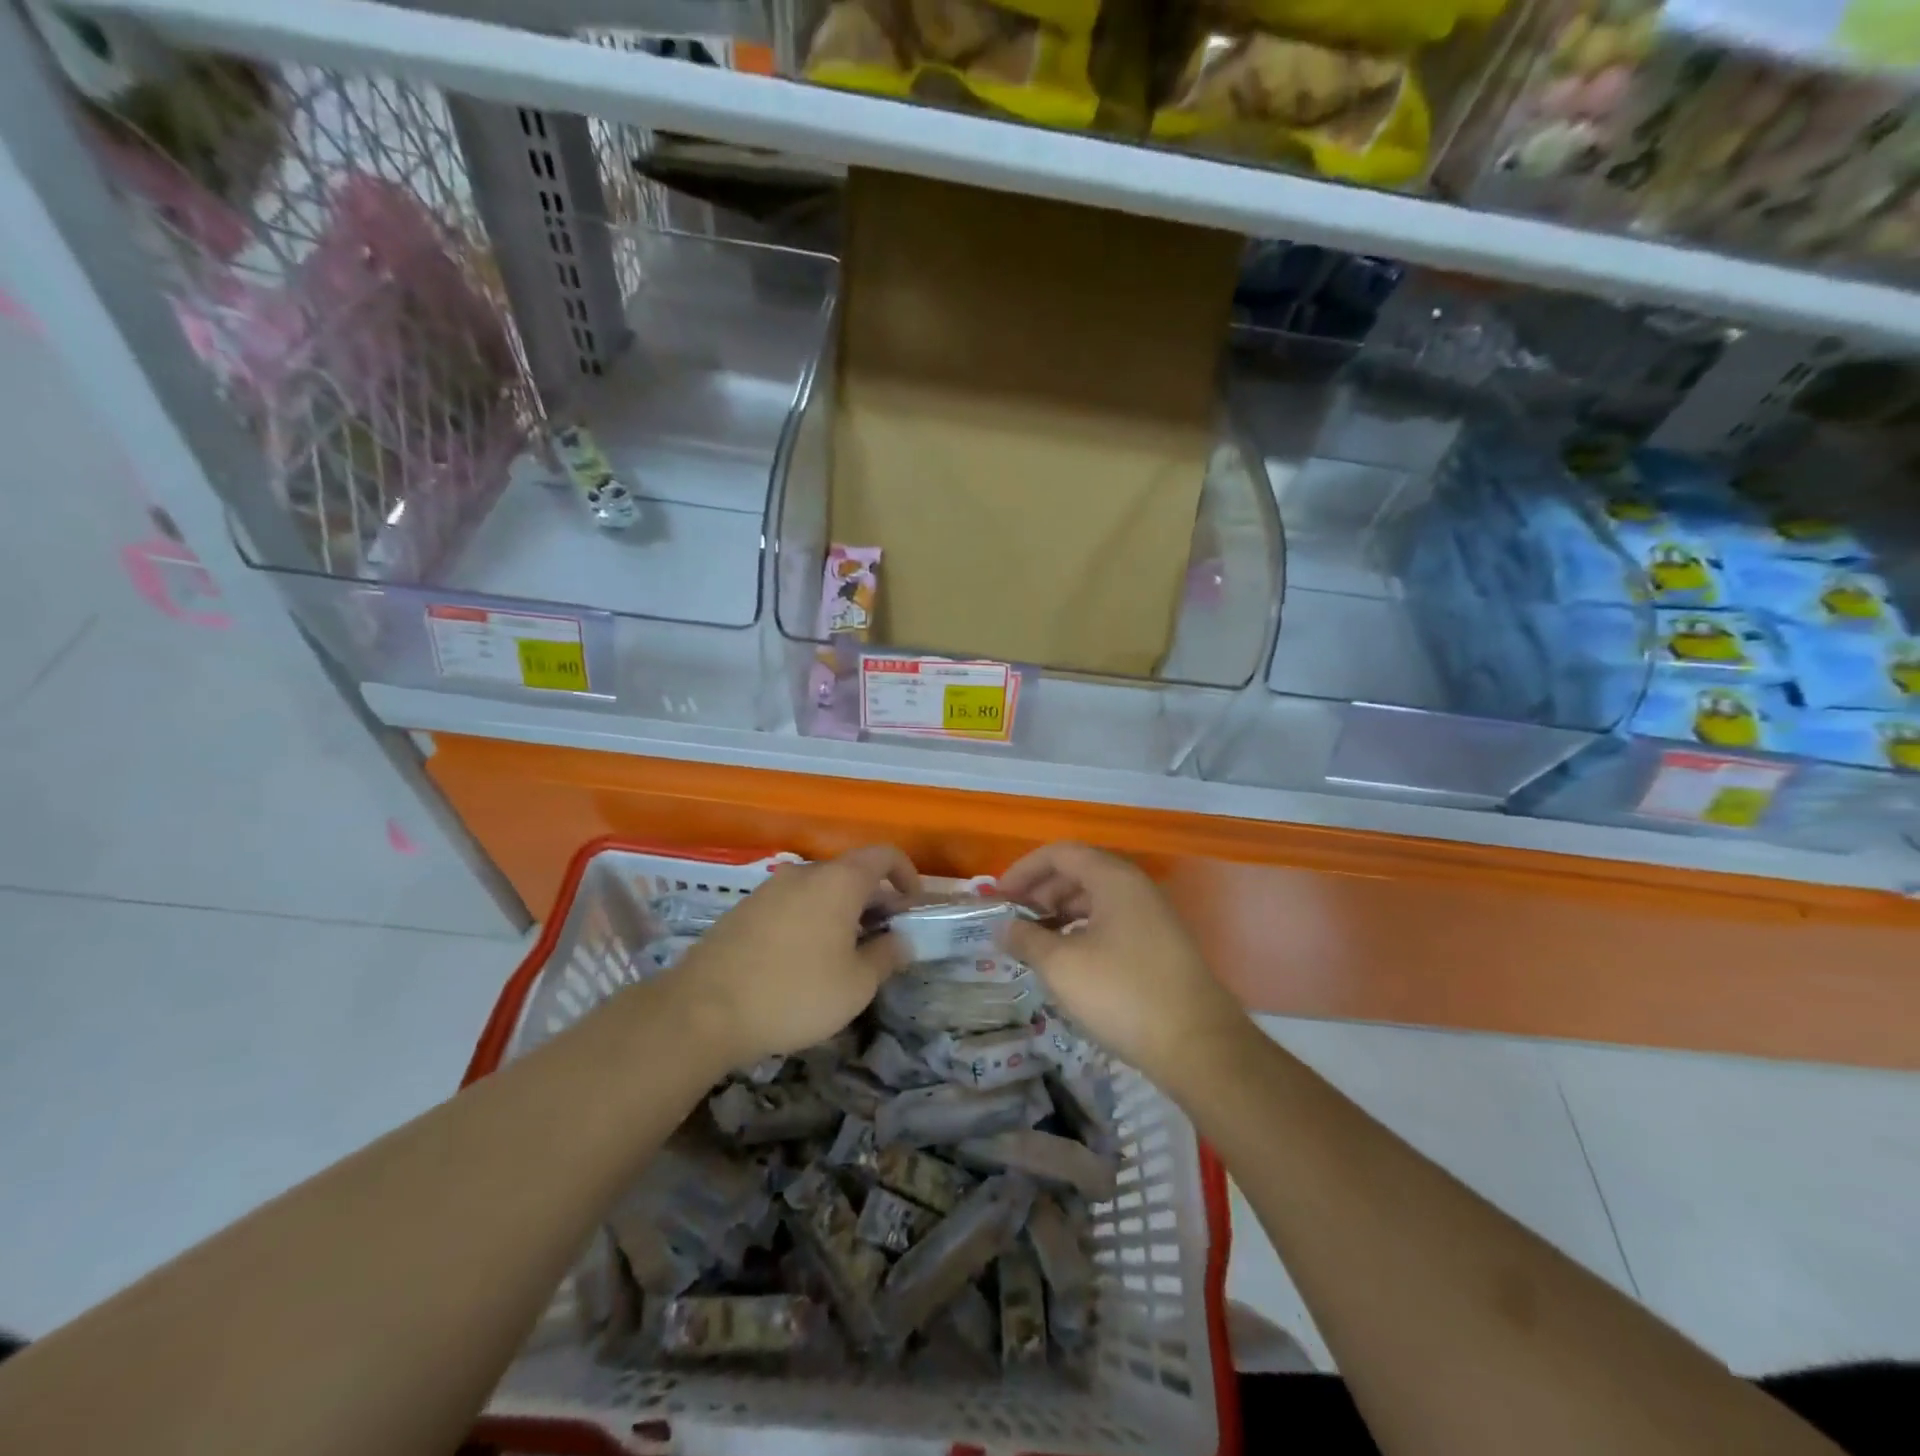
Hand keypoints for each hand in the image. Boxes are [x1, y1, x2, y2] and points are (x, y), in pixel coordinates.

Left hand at [667, 845, 920, 1068]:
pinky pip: (791, 904)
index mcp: (839, 881)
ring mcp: (769, 889)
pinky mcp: (743, 910)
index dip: (907, 873)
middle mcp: (804, 873)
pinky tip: (804, 960)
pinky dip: (810, 919)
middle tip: (883, 937)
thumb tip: (901, 941)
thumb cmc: (794, 994)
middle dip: (875, 899)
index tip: (913, 905)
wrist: (702, 1011)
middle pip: (851, 873)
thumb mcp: (856, 985)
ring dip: (841, 911)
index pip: (884, 855)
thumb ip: (886, 957)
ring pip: (819, 890)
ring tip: (845, 952)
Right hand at [1000, 842, 1247, 1083]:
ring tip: (1035, 942)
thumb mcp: (1061, 966)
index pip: (1060, 854)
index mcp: (1113, 878)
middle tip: (1014, 921)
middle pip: (1079, 872)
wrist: (1198, 1046)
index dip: (1024, 870)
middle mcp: (1136, 887)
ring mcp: (1152, 916)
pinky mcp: (1160, 945)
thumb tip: (1002, 927)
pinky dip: (1083, 930)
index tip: (999, 898)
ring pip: (1096, 899)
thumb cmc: (1122, 994)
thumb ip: (1026, 939)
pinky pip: (1112, 921)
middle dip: (1041, 891)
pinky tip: (1069, 960)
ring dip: (1061, 913)